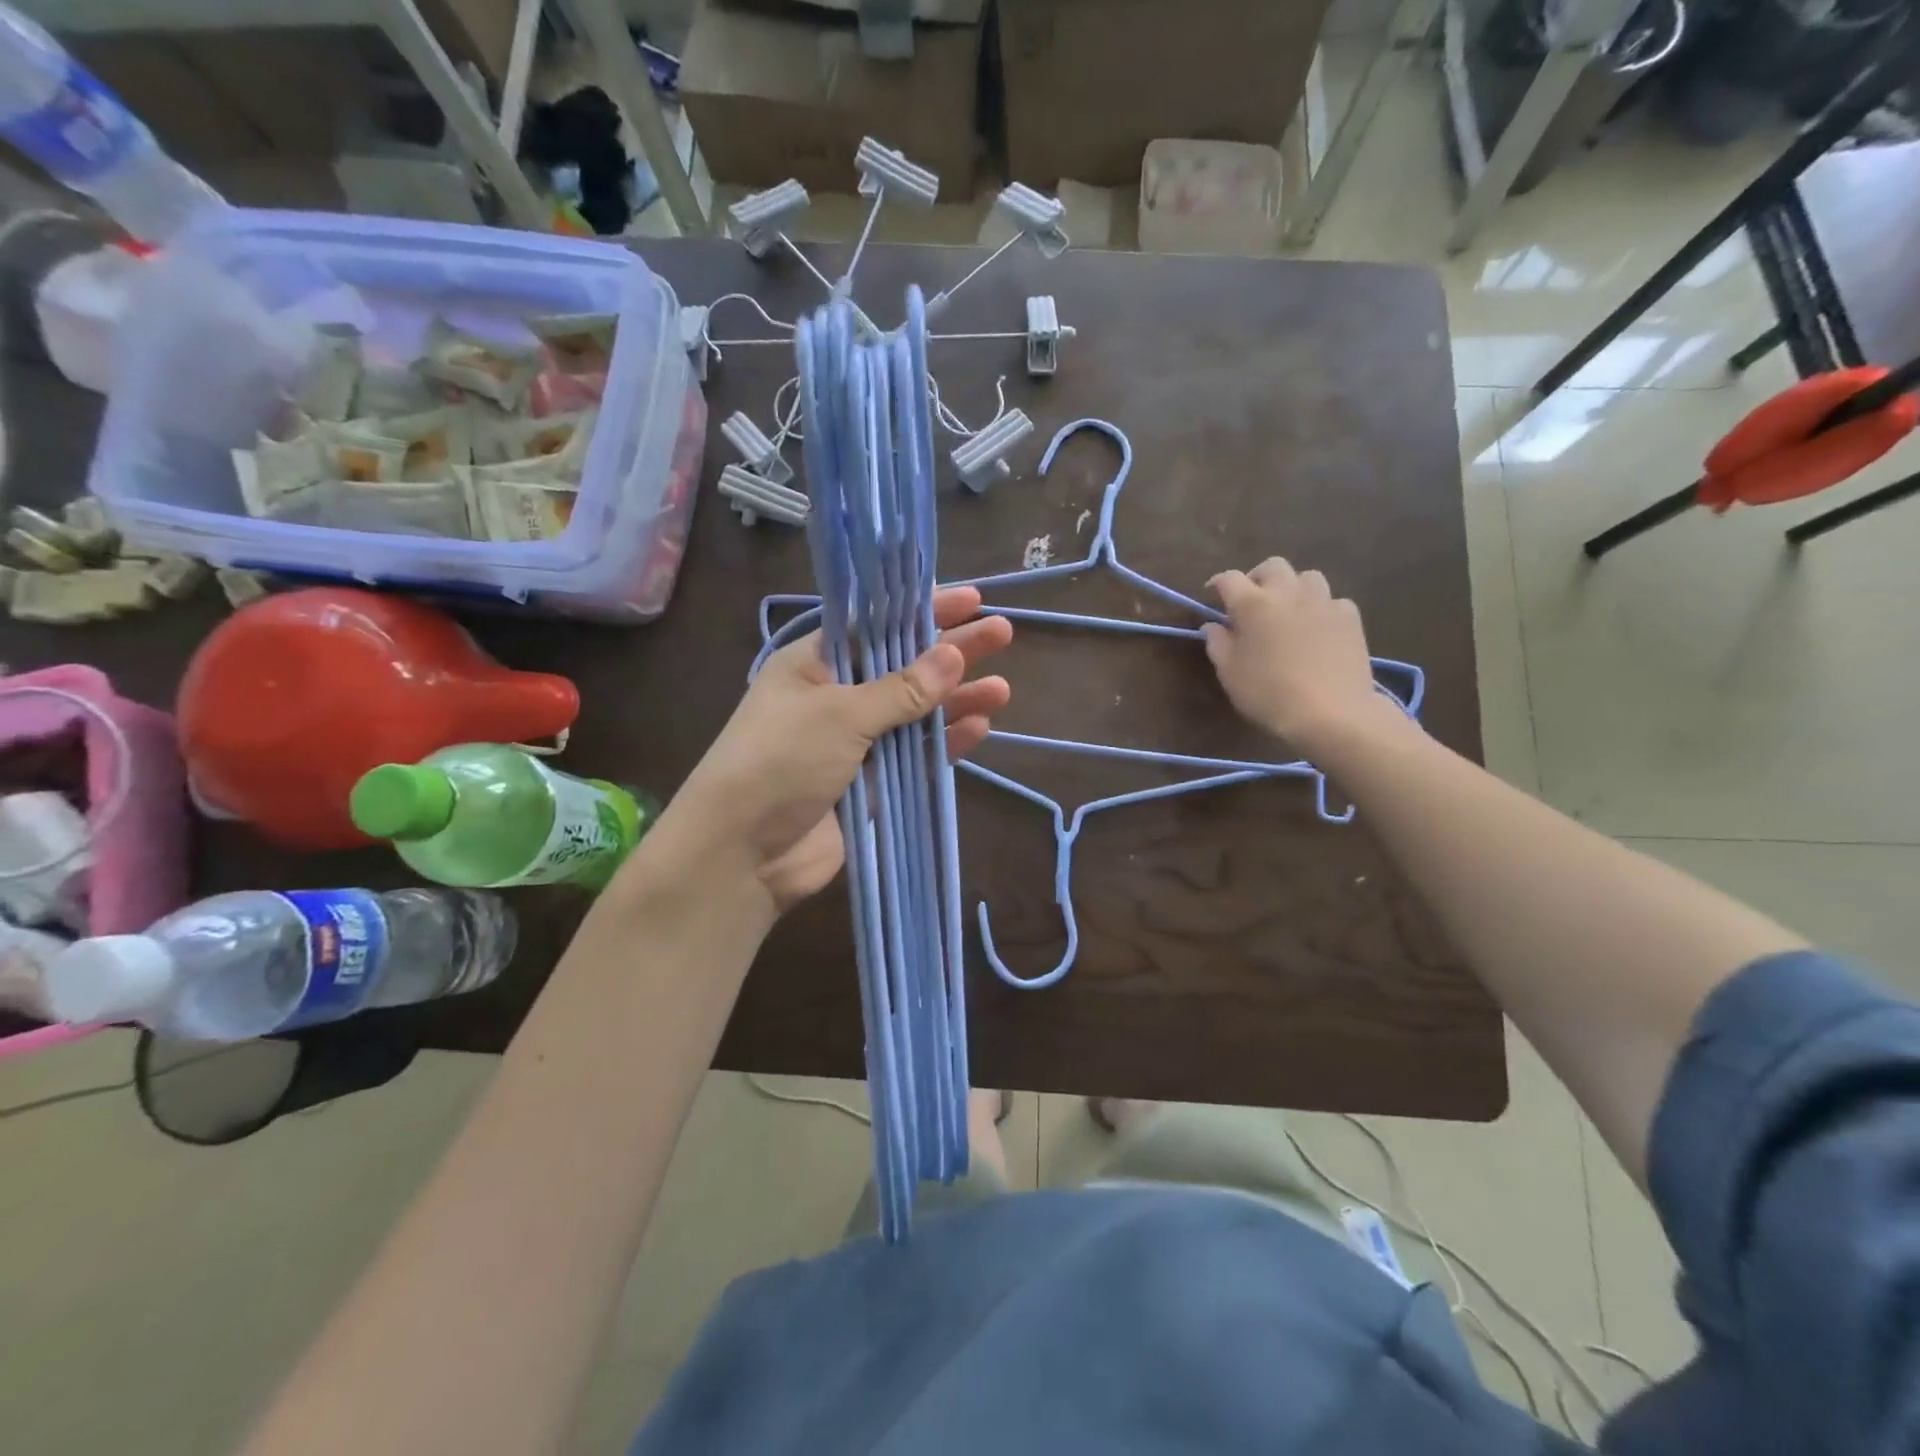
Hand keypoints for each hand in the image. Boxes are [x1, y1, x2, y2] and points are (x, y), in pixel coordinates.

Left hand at [663, 586, 1012, 913]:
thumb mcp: (839, 714)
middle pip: (904, 666)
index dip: (921, 611)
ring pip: (916, 714)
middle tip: (1001, 634)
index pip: (875, 626)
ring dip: (956, 700)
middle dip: (950, 651)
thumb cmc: (780, 761)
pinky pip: (915, 756)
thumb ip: (900, 689)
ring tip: (1002, 687)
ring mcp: (856, 744)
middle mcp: (837, 698)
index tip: (969, 599)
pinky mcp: (872, 785)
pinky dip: (944, 742)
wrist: (742, 853)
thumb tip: (952, 655)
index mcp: (815, 665)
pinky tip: (979, 727)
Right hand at [1202, 558, 1383, 753]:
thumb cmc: (1268, 694)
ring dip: (1294, 588)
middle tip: (1254, 601)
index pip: (1229, 579)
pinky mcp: (1349, 616)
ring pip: (1307, 577)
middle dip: (1259, 578)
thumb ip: (1217, 643)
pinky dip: (1321, 609)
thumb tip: (1213, 625)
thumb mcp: (1230, 673)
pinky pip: (1333, 601)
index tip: (1214, 596)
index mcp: (1252, 604)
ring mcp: (1323, 601)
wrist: (1330, 712)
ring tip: (1290, 611)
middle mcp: (1287, 593)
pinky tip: (1319, 629)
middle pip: (1272, 566)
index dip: (1218, 584)